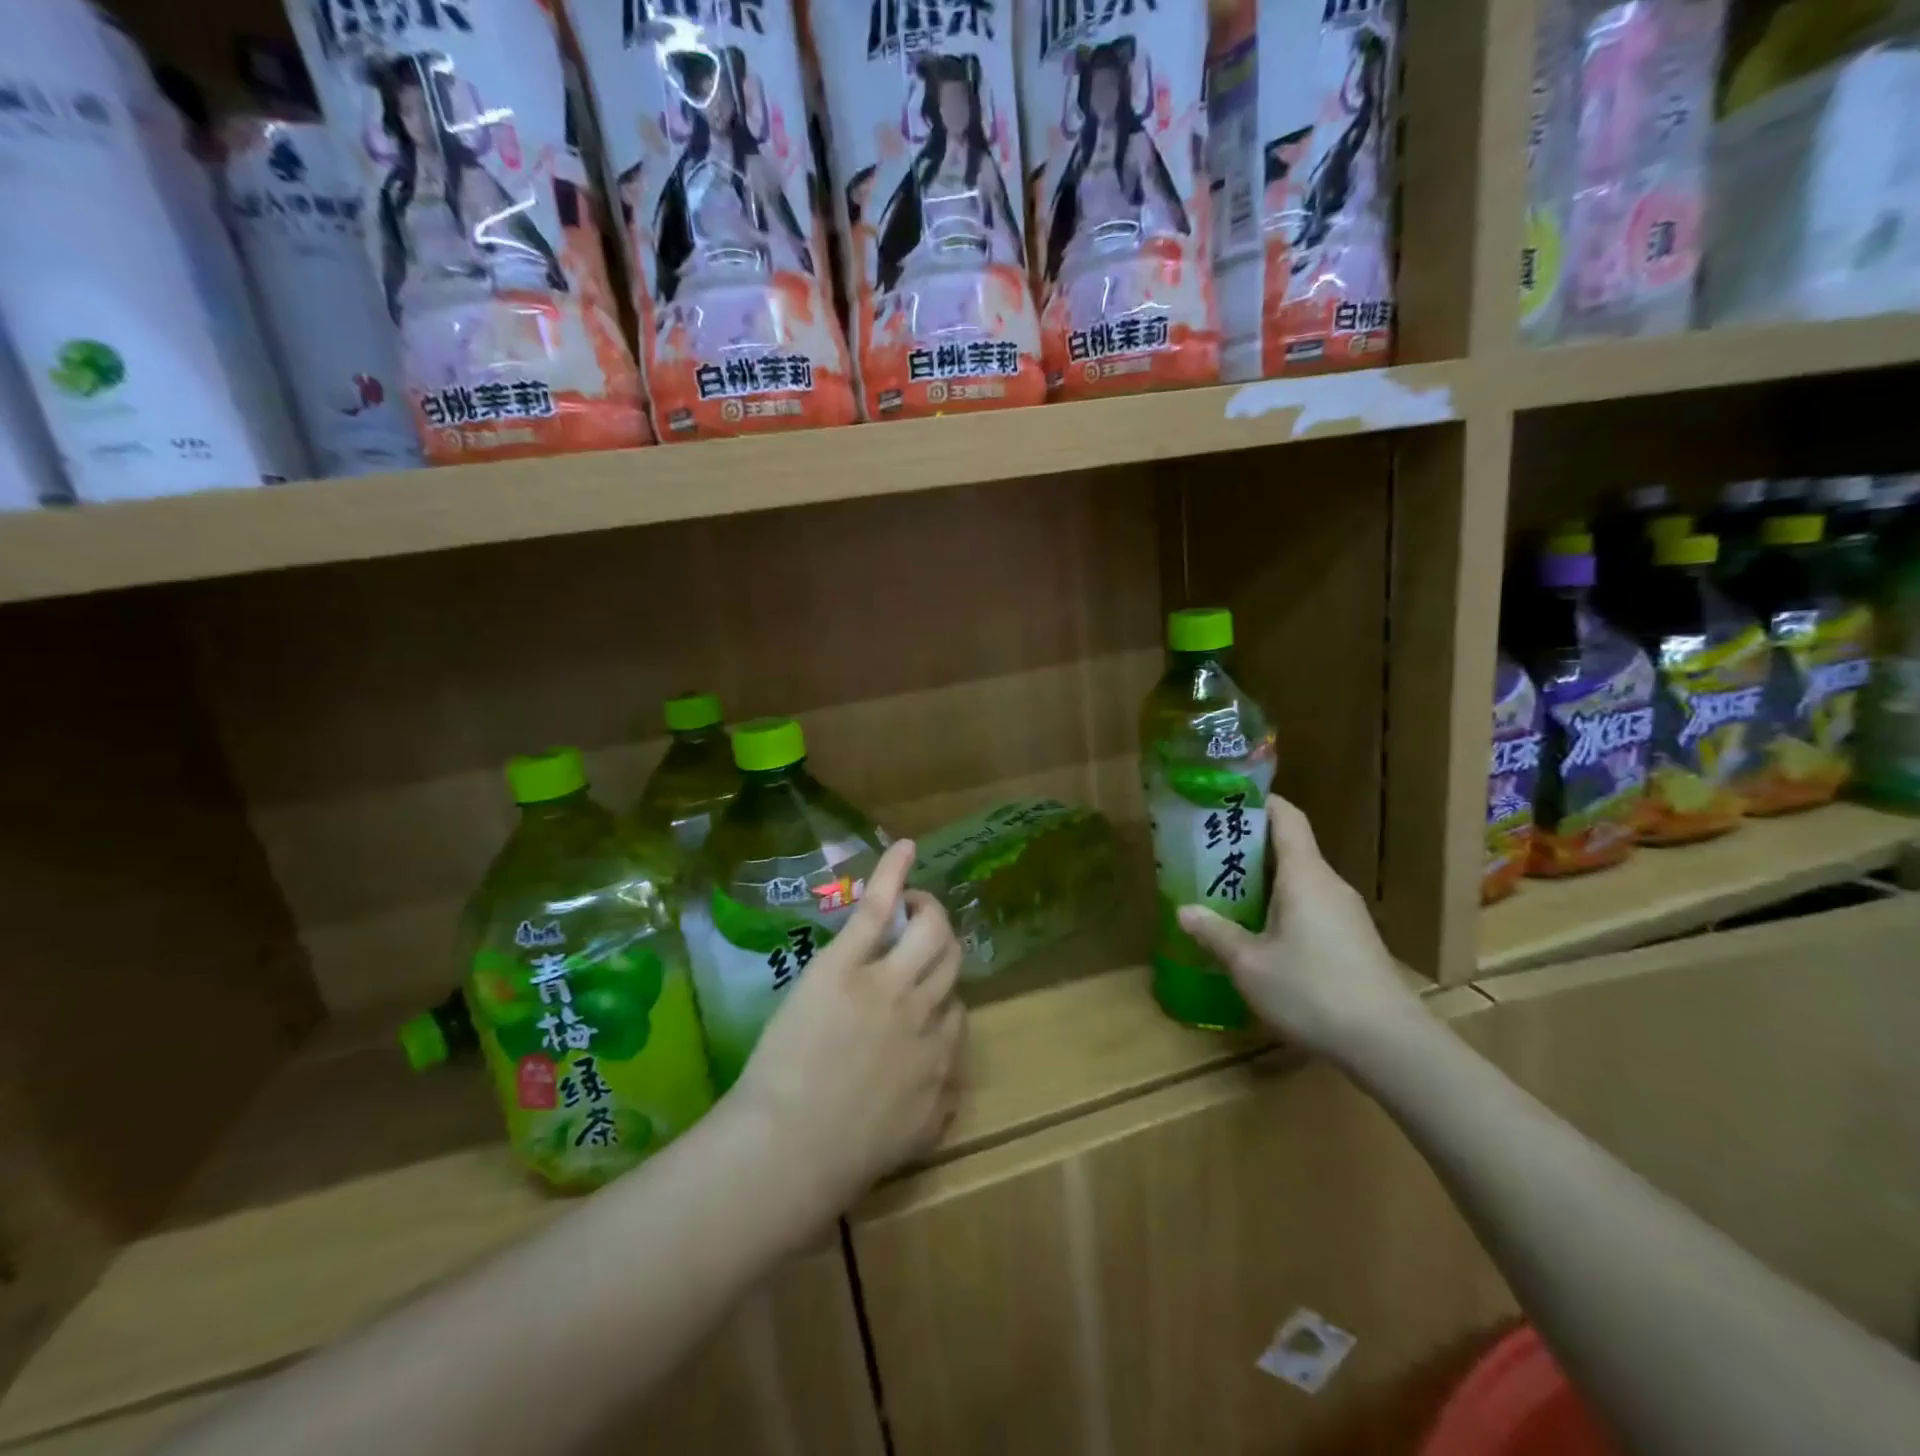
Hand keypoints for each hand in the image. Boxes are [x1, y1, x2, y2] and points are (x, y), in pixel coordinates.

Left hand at [731, 840, 964, 1216]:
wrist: (788, 1150)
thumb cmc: (838, 1159)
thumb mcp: (908, 1144)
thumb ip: (936, 1113)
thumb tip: (947, 1092)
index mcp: (941, 1060)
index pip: (957, 1013)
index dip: (939, 999)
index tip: (919, 999)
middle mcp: (926, 1014)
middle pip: (951, 961)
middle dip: (941, 943)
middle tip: (920, 937)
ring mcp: (889, 983)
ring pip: (930, 931)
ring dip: (927, 910)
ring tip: (913, 904)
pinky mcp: (848, 963)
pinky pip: (880, 909)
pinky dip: (895, 874)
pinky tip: (905, 847)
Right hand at [1176, 794, 1417, 1059]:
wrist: (1390, 1044)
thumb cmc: (1313, 991)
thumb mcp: (1250, 965)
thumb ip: (1215, 933)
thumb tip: (1183, 910)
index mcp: (1305, 875)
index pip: (1286, 817)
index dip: (1258, 802)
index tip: (1224, 802)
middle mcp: (1328, 884)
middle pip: (1290, 848)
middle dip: (1248, 845)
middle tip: (1207, 852)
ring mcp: (1346, 913)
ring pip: (1300, 880)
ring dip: (1263, 880)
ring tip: (1225, 891)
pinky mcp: (1353, 940)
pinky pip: (1311, 905)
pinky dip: (1281, 905)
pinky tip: (1259, 932)